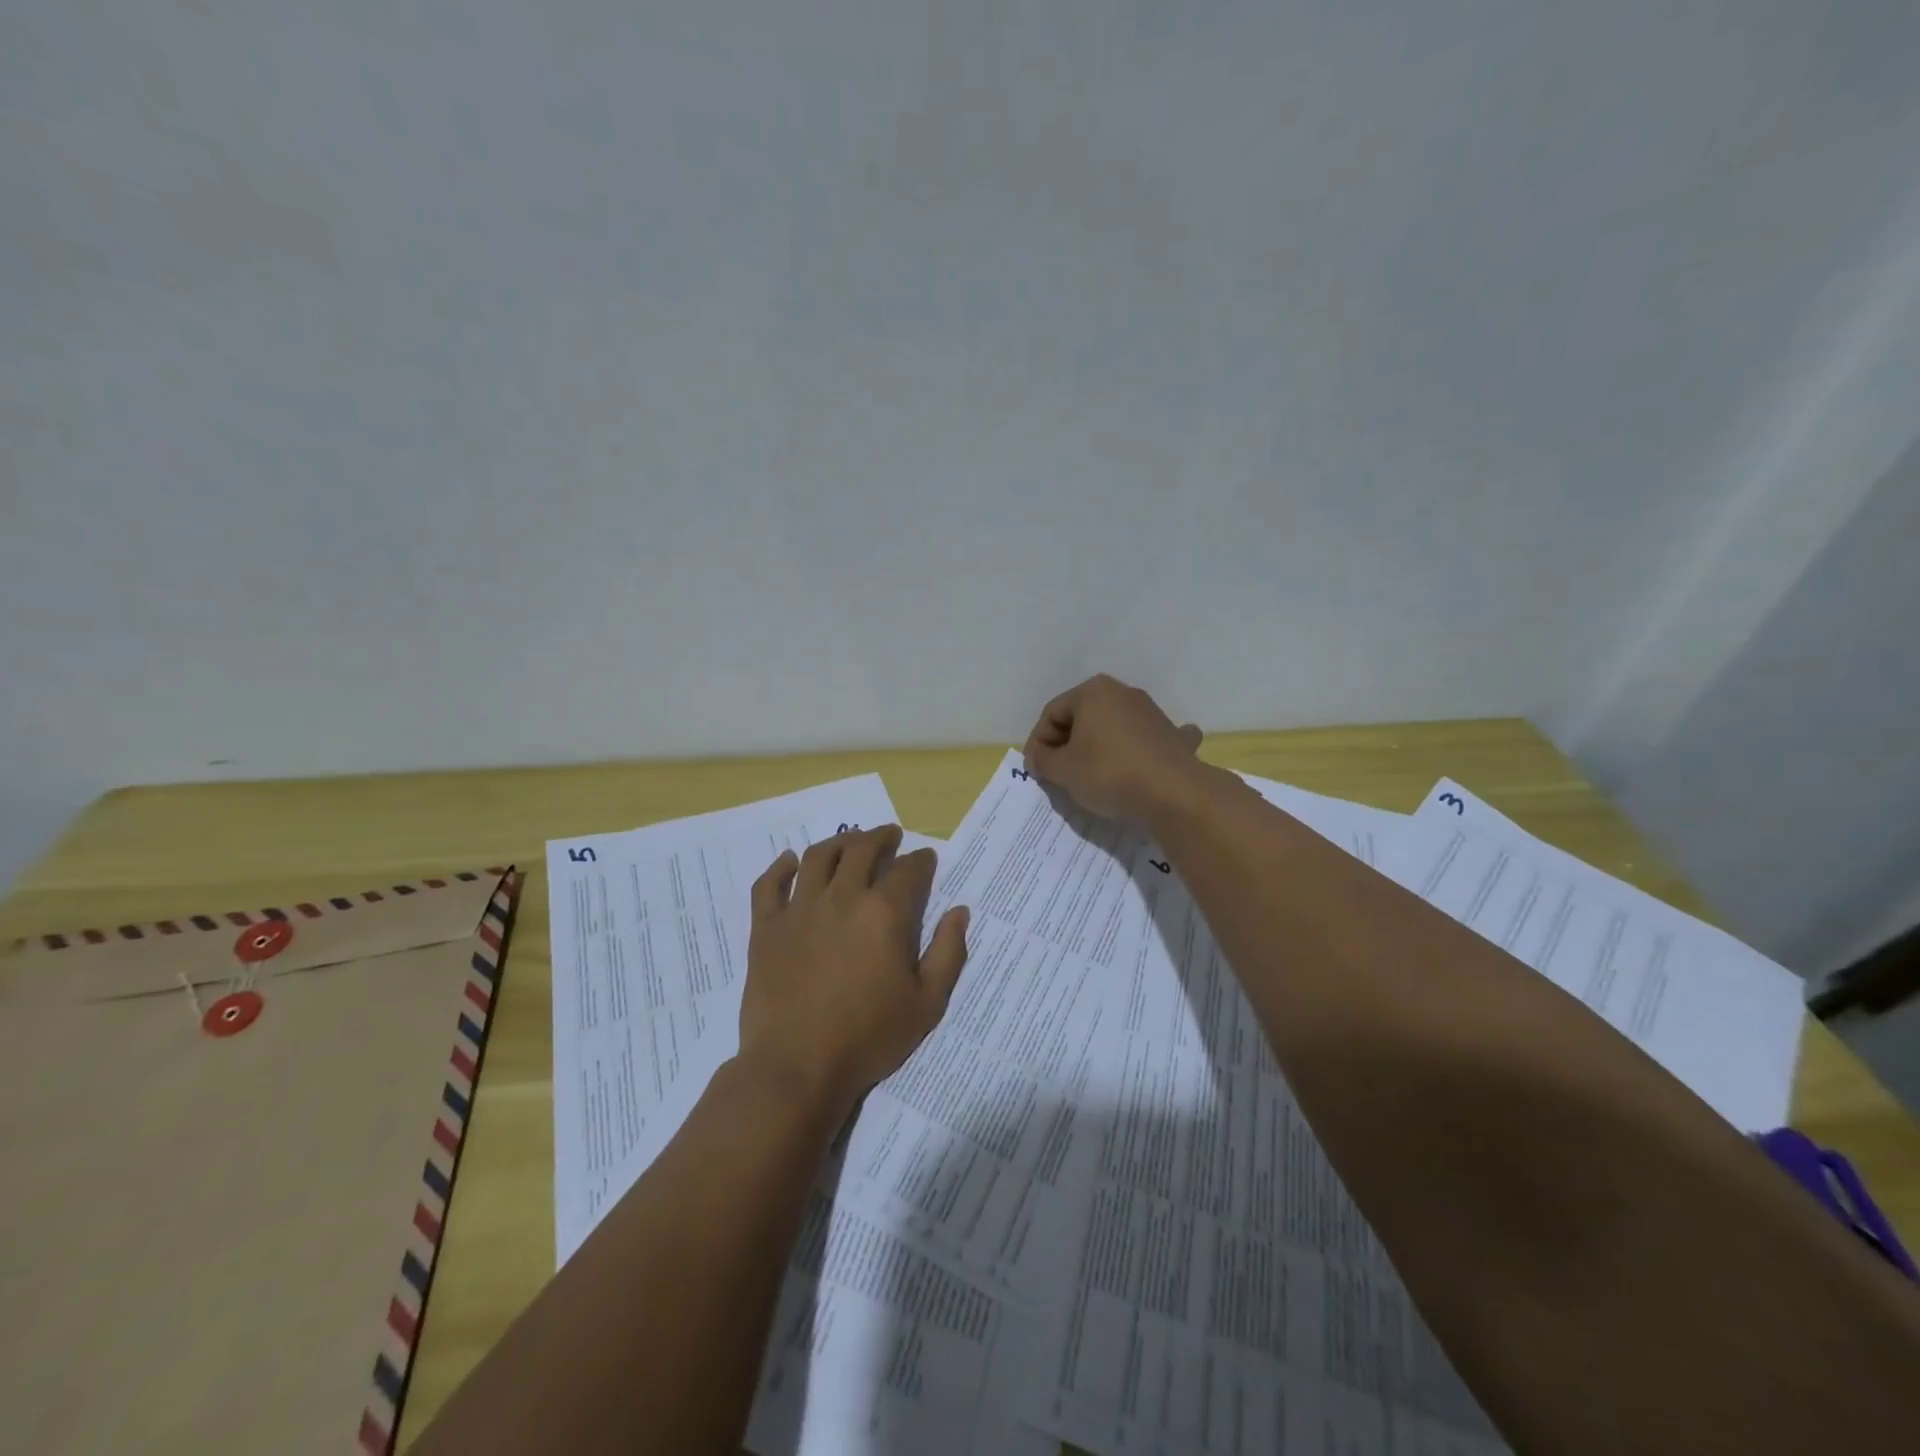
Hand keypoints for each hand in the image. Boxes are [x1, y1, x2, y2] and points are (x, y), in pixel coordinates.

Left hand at [739, 825, 969, 1119]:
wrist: (797, 1066)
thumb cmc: (869, 1038)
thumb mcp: (927, 1004)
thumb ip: (948, 953)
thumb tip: (959, 911)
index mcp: (884, 913)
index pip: (908, 870)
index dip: (920, 861)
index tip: (926, 859)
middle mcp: (842, 898)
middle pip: (862, 850)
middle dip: (880, 837)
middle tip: (890, 835)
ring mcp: (799, 909)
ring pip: (818, 857)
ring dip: (838, 842)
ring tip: (849, 842)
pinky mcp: (766, 927)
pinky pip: (769, 885)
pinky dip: (779, 867)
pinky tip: (789, 861)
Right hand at [1023, 673, 1204, 821]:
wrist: (1174, 793)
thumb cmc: (1109, 773)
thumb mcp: (1063, 770)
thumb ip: (1043, 760)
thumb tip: (1039, 757)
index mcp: (1092, 692)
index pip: (1051, 713)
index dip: (1037, 742)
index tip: (1035, 770)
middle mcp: (1123, 693)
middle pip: (1082, 718)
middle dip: (1066, 744)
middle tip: (1057, 774)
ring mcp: (1151, 712)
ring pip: (1112, 728)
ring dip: (1097, 748)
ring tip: (1089, 777)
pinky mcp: (1172, 735)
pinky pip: (1146, 740)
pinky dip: (1137, 750)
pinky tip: (1139, 763)